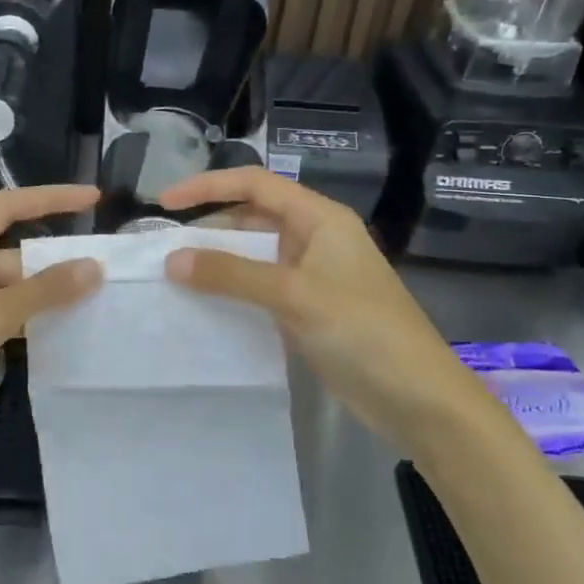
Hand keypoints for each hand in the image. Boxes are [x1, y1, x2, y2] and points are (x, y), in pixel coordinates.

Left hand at [0, 184, 101, 469]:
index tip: (93, 199)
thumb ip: (44, 291)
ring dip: (47, 295)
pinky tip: (62, 332)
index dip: (52, 198)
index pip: (9, 206)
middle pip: (16, 252)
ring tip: (96, 302)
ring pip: (12, 288)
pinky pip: (3, 315)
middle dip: (57, 261)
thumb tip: (94, 268)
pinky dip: (30, 320)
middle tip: (107, 272)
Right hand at [159, 168, 488, 440]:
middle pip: (252, 219)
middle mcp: (315, 239)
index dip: (208, 186)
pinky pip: (262, 289)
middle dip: (209, 228)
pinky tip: (206, 306)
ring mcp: (313, 276)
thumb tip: (172, 259)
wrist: (418, 398)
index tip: (166, 203)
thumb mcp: (294, 295)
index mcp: (320, 219)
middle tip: (165, 250)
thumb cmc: (362, 331)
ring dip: (219, 263)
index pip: (255, 185)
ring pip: (255, 256)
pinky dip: (233, 292)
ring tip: (175, 277)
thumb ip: (232, 274)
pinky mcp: (309, 310)